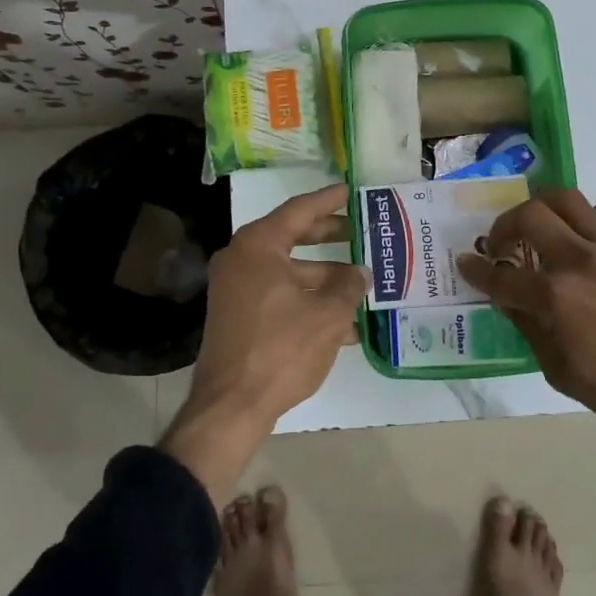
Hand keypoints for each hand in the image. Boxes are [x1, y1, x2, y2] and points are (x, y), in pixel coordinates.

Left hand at [163, 184, 366, 502]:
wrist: (232, 405)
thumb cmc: (281, 349)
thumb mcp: (327, 315)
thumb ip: (348, 286)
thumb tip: (361, 272)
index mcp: (258, 246)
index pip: (298, 211)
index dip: (328, 200)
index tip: (350, 189)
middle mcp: (241, 260)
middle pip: (292, 238)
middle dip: (329, 237)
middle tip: (361, 230)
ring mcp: (236, 289)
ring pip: (289, 271)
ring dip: (324, 278)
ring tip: (363, 284)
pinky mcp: (238, 316)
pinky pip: (279, 295)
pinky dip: (308, 301)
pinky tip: (344, 323)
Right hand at [457, 189, 595, 532]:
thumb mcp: (560, 372)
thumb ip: (531, 328)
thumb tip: (511, 301)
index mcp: (555, 298)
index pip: (500, 276)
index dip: (476, 271)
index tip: (466, 264)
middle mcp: (581, 261)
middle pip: (529, 216)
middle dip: (504, 226)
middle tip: (503, 244)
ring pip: (569, 199)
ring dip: (546, 211)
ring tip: (545, 229)